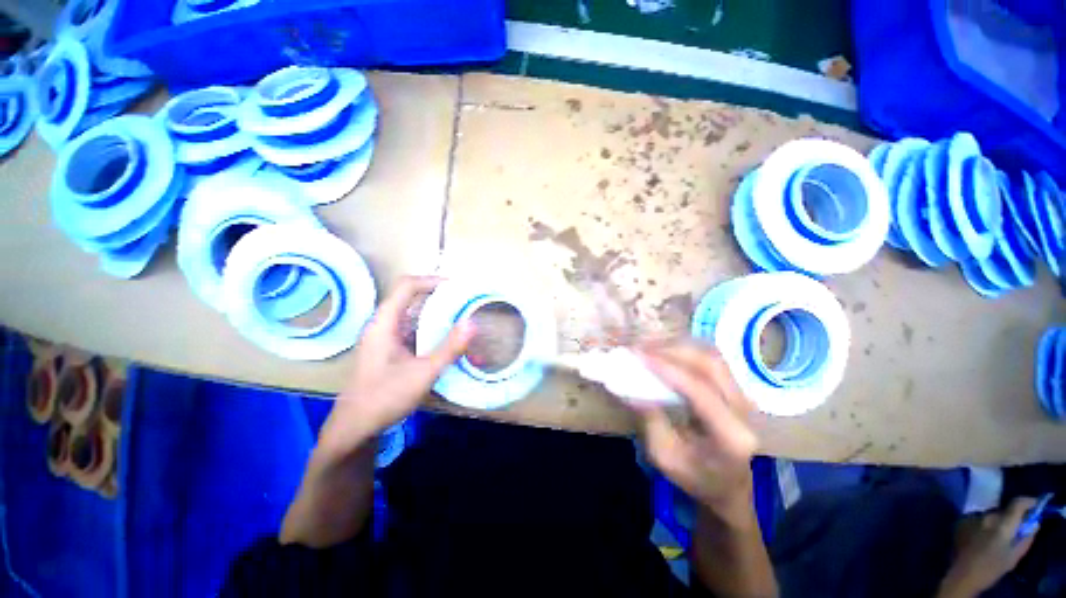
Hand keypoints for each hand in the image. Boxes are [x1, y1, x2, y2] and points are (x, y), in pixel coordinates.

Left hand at [319, 276, 474, 452]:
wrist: (355, 427)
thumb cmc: (385, 397)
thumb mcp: (423, 372)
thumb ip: (449, 347)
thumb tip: (473, 323)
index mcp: (384, 323)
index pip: (406, 286)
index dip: (431, 281)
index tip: (456, 286)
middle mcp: (382, 325)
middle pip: (409, 297)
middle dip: (437, 296)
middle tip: (462, 301)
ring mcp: (383, 338)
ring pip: (410, 314)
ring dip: (434, 313)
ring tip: (458, 317)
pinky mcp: (387, 349)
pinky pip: (410, 329)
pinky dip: (428, 328)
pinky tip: (444, 339)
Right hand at [635, 341, 757, 523]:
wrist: (729, 486)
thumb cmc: (696, 478)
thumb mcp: (665, 456)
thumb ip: (650, 420)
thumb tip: (630, 387)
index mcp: (731, 435)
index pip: (700, 391)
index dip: (668, 369)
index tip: (639, 356)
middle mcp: (744, 411)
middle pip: (711, 365)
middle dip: (673, 351)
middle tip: (642, 348)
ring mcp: (744, 397)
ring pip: (713, 358)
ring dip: (680, 348)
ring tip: (651, 348)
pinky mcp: (736, 390)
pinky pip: (712, 361)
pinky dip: (687, 352)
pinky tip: (667, 353)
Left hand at [937, 497, 1039, 597]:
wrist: (962, 576)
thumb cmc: (991, 568)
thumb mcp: (1014, 556)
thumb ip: (1026, 537)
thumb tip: (1034, 522)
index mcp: (1002, 523)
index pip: (1016, 503)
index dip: (1027, 502)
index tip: (1035, 505)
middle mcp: (986, 516)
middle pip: (1002, 511)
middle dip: (1009, 517)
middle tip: (1013, 528)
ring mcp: (971, 517)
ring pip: (988, 515)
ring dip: (994, 522)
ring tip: (994, 536)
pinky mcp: (960, 522)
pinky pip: (976, 520)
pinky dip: (982, 525)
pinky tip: (980, 537)